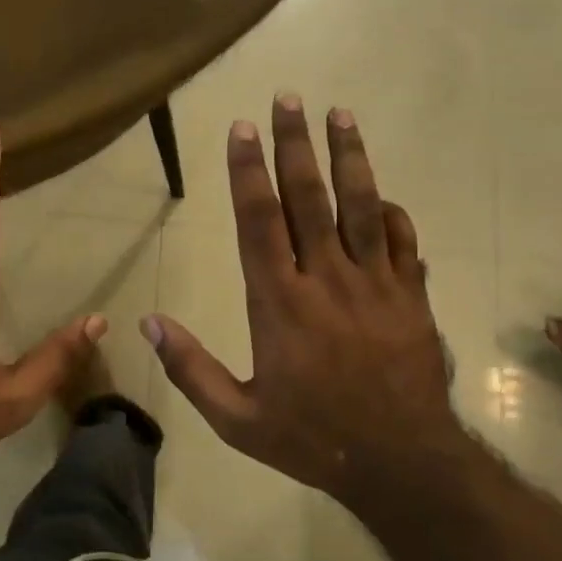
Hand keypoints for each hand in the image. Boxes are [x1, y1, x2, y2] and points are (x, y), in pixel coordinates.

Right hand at [142, 94, 461, 503]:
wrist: (402, 462)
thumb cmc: (312, 438)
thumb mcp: (237, 420)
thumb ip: (191, 369)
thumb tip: (149, 324)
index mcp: (280, 304)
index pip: (259, 221)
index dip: (248, 171)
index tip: (242, 128)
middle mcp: (327, 280)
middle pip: (309, 198)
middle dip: (295, 144)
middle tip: (289, 98)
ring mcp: (376, 284)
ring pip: (361, 206)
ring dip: (349, 157)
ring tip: (341, 115)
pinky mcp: (412, 297)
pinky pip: (404, 242)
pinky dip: (393, 214)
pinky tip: (384, 195)